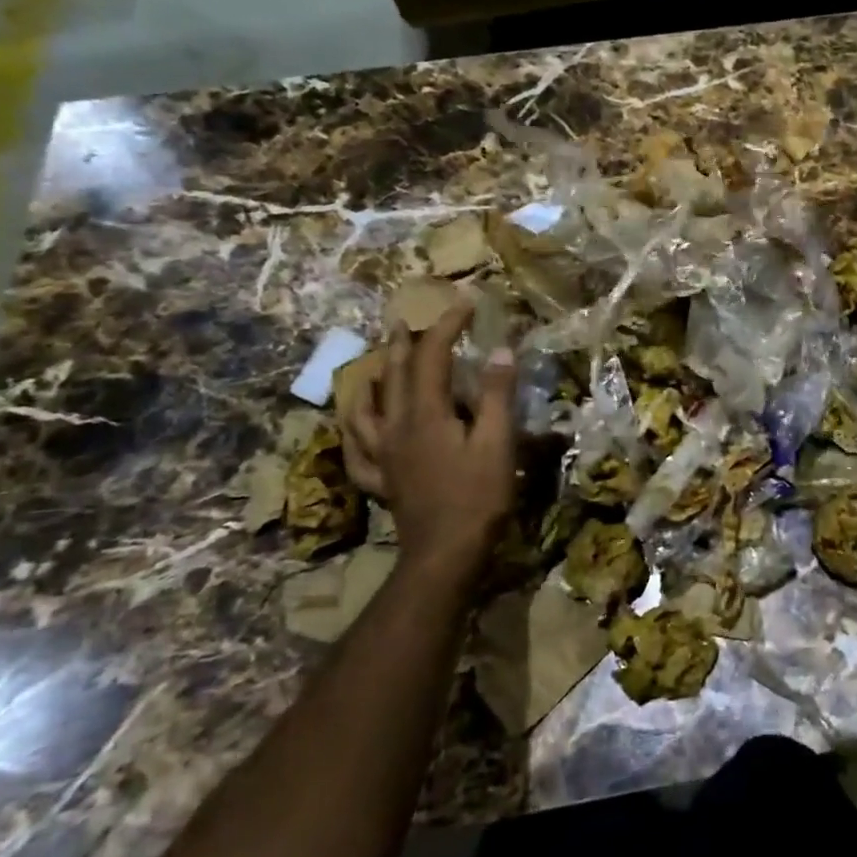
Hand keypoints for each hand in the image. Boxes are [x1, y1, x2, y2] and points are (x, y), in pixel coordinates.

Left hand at [340, 299, 518, 590]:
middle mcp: (396, 426)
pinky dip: (355, 429)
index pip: (432, 355)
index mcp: (426, 413)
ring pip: (366, 407)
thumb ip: (497, 394)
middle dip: (403, 343)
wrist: (444, 553)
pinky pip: (357, 448)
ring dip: (372, 378)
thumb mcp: (498, 442)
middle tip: (407, 321)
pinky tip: (356, 424)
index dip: (447, 325)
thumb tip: (501, 350)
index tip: (466, 303)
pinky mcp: (381, 478)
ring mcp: (383, 454)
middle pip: (393, 374)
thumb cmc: (477, 496)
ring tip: (374, 364)